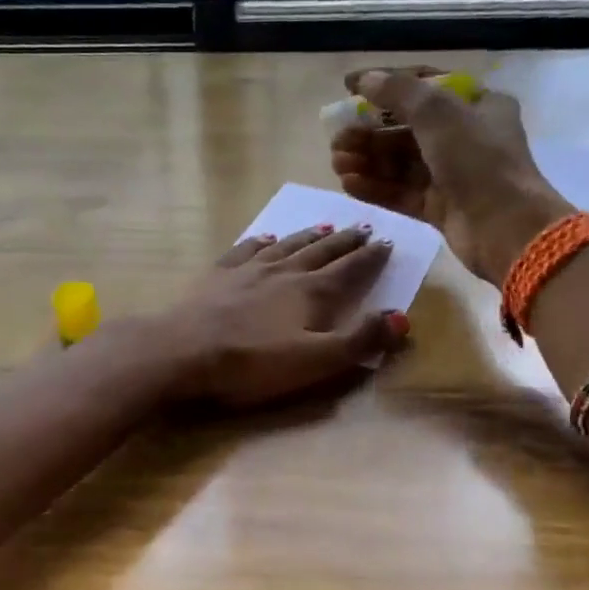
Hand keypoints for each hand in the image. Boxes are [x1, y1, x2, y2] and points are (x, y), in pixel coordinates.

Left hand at [157, 225, 408, 406]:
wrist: (185, 351)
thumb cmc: (253, 362)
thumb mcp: (316, 361)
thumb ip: (359, 340)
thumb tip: (402, 319)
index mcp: (313, 292)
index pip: (351, 269)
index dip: (371, 257)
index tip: (388, 242)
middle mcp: (285, 271)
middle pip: (323, 251)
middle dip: (346, 241)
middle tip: (364, 227)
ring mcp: (249, 269)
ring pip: (288, 245)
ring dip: (310, 236)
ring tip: (326, 227)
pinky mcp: (219, 275)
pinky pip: (247, 249)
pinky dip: (263, 242)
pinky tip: (267, 238)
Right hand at [329, 66, 573, 284]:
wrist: (504, 228)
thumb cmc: (478, 161)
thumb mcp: (439, 113)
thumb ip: (398, 92)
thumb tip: (364, 79)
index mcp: (477, 105)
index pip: (425, 86)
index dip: (386, 84)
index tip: (349, 88)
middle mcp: (465, 138)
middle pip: (407, 129)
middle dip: (369, 133)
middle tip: (336, 139)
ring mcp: (452, 175)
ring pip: (401, 163)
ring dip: (367, 161)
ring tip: (336, 163)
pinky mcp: (440, 207)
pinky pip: (402, 192)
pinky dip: (376, 187)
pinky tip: (348, 184)